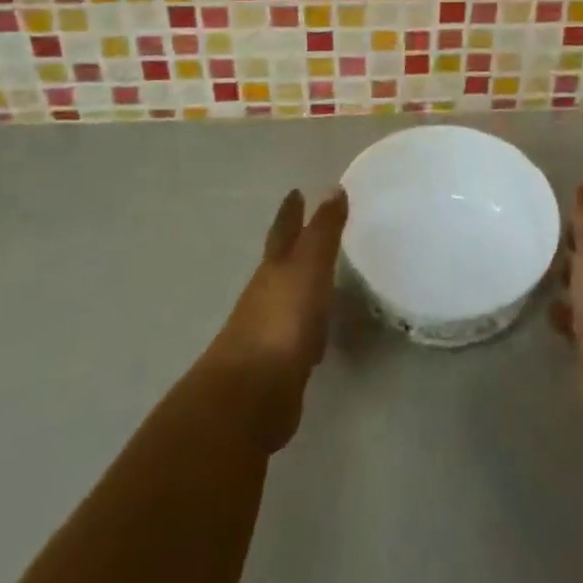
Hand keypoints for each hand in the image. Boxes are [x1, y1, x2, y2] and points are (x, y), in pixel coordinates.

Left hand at [204, 187, 346, 449]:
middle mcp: (268, 294)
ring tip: (324, 279)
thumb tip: (332, 188)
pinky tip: (322, 336)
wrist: (251, 395)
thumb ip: (322, 230)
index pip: (284, 230)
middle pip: (281, 263)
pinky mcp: (280, 366)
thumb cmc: (282, 320)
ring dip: (303, 287)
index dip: (291, 211)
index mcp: (274, 268)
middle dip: (294, 245)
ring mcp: (270, 331)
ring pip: (290, 299)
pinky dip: (311, 327)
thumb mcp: (308, 266)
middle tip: (310, 229)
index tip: (295, 191)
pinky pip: (300, 336)